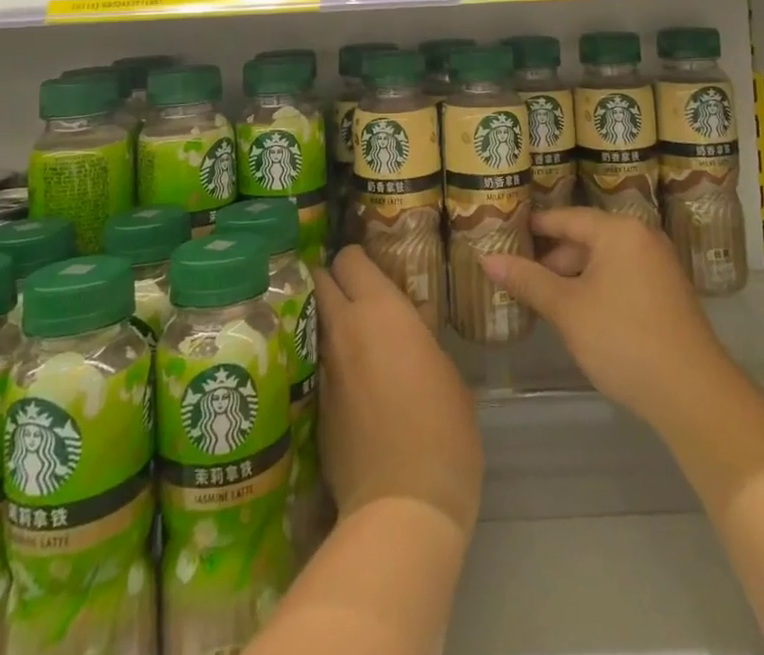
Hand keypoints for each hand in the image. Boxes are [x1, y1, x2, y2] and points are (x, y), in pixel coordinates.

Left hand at [315, 246, 482, 535]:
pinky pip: (319, 366)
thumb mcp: (447, 372)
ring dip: (329, 322)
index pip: (350, 258)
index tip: (370, 269)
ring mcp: (325, 368)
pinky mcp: (316, 406)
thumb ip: (422, 337)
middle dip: (332, 280)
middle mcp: (344, 328)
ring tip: (352, 336)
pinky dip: (330, 363)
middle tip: (353, 294)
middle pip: (320, 280)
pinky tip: (350, 382)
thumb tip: (414, 322)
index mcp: (380, 309)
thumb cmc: (443, 427)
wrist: (403, 505)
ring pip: (316, 323)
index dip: (356, 259)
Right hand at [482, 207, 732, 421]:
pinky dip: (597, 288)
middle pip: (586, 238)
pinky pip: (622, 277)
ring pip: (604, 260)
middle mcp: (642, 237)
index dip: (535, 226)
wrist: (694, 394)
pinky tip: (578, 314)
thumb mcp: (568, 309)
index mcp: (619, 230)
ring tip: (542, 298)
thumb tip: (486, 259)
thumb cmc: (624, 339)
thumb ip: (528, 280)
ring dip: (574, 277)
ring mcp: (659, 265)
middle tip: (518, 274)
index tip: (505, 231)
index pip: (567, 217)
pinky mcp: (668, 293)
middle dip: (552, 258)